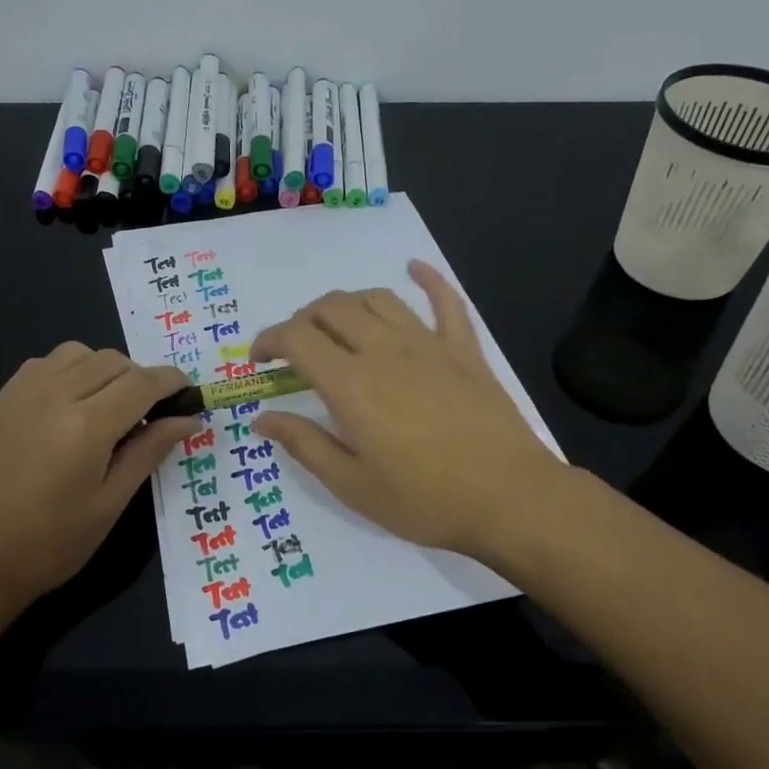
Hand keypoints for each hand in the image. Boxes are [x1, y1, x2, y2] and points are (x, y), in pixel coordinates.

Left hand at [0, 343, 200, 610]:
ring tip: (109, 408)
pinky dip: (72, 370)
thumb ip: (148, 452)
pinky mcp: (3, 399)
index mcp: (87, 425)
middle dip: (141, 379)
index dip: (173, 383)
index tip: (190, 395)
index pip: (144, 382)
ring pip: (79, 352)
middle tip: (150, 416)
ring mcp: (23, 392)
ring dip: (105, 370)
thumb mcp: (109, 504)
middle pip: (114, 360)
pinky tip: (71, 406)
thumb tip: (188, 420)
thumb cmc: (48, 544)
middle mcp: (56, 394)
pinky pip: (47, 362)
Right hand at [248, 261, 566, 556]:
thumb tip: (262, 418)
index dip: (270, 340)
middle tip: (297, 349)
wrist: (509, 498)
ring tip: (339, 325)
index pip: (297, 337)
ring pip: (378, 299)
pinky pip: (445, 301)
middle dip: (303, 320)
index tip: (260, 360)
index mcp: (350, 384)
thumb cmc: (424, 500)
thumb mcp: (352, 485)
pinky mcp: (464, 350)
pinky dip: (427, 279)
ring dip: (348, 303)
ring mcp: (428, 344)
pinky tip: (414, 268)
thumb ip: (304, 444)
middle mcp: (384, 350)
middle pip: (333, 308)